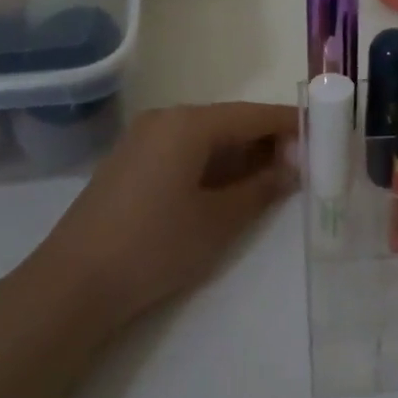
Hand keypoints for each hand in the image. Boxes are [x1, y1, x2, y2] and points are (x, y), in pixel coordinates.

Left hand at [27, 102, 298, 328]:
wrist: (73, 282)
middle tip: (304, 165)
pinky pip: (183, 151)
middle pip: (230, 122)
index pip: (254, 115)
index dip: (291, 125)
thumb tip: (294, 166)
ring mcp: (143, 139)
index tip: (324, 137)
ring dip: (241, 154)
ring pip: (206, 137)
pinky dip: (212, 164)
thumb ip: (262, 188)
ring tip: (274, 179)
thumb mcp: (219, 220)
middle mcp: (165, 119)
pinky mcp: (130, 162)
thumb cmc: (155, 246)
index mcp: (189, 124)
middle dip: (267, 141)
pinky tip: (229, 188)